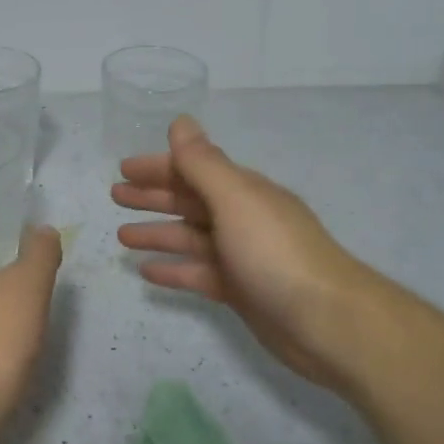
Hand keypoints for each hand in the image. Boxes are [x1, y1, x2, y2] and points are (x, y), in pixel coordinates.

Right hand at [112, 116, 368, 386]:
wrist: (327, 322)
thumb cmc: (276, 253)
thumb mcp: (235, 199)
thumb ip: (204, 163)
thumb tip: (181, 122)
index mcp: (242, 191)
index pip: (193, 169)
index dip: (158, 167)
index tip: (123, 170)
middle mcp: (241, 218)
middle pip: (190, 201)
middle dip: (153, 197)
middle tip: (115, 197)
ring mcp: (241, 256)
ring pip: (190, 238)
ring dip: (157, 233)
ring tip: (121, 236)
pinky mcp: (240, 291)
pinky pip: (198, 274)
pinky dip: (174, 269)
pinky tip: (146, 272)